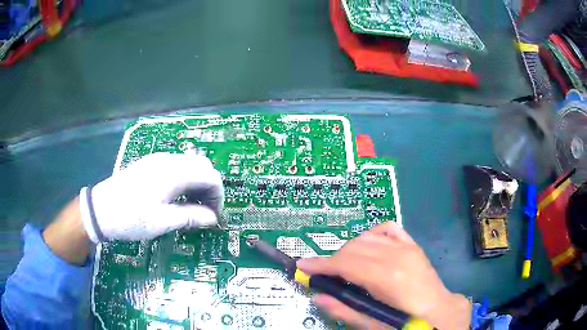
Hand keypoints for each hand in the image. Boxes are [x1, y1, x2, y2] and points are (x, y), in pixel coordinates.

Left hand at [80, 153, 223, 241]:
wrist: (99, 210)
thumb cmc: (130, 217)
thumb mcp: (161, 222)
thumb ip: (190, 217)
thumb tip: (213, 219)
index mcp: (172, 173)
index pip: (210, 175)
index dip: (218, 196)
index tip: (214, 217)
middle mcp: (168, 160)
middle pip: (202, 166)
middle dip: (210, 189)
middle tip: (205, 212)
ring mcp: (157, 160)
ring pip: (190, 165)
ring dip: (198, 185)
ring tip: (192, 208)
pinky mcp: (150, 165)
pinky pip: (177, 168)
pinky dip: (185, 182)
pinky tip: (177, 198)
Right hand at [297, 222, 470, 329]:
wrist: (439, 310)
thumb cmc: (407, 321)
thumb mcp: (374, 323)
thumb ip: (345, 310)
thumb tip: (318, 296)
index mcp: (387, 278)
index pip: (346, 264)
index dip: (321, 264)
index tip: (302, 265)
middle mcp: (396, 256)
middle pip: (352, 249)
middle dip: (332, 260)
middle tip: (322, 274)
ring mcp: (406, 247)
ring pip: (365, 238)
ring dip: (348, 250)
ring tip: (343, 267)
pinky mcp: (412, 245)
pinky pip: (387, 229)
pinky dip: (371, 235)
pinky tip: (367, 247)